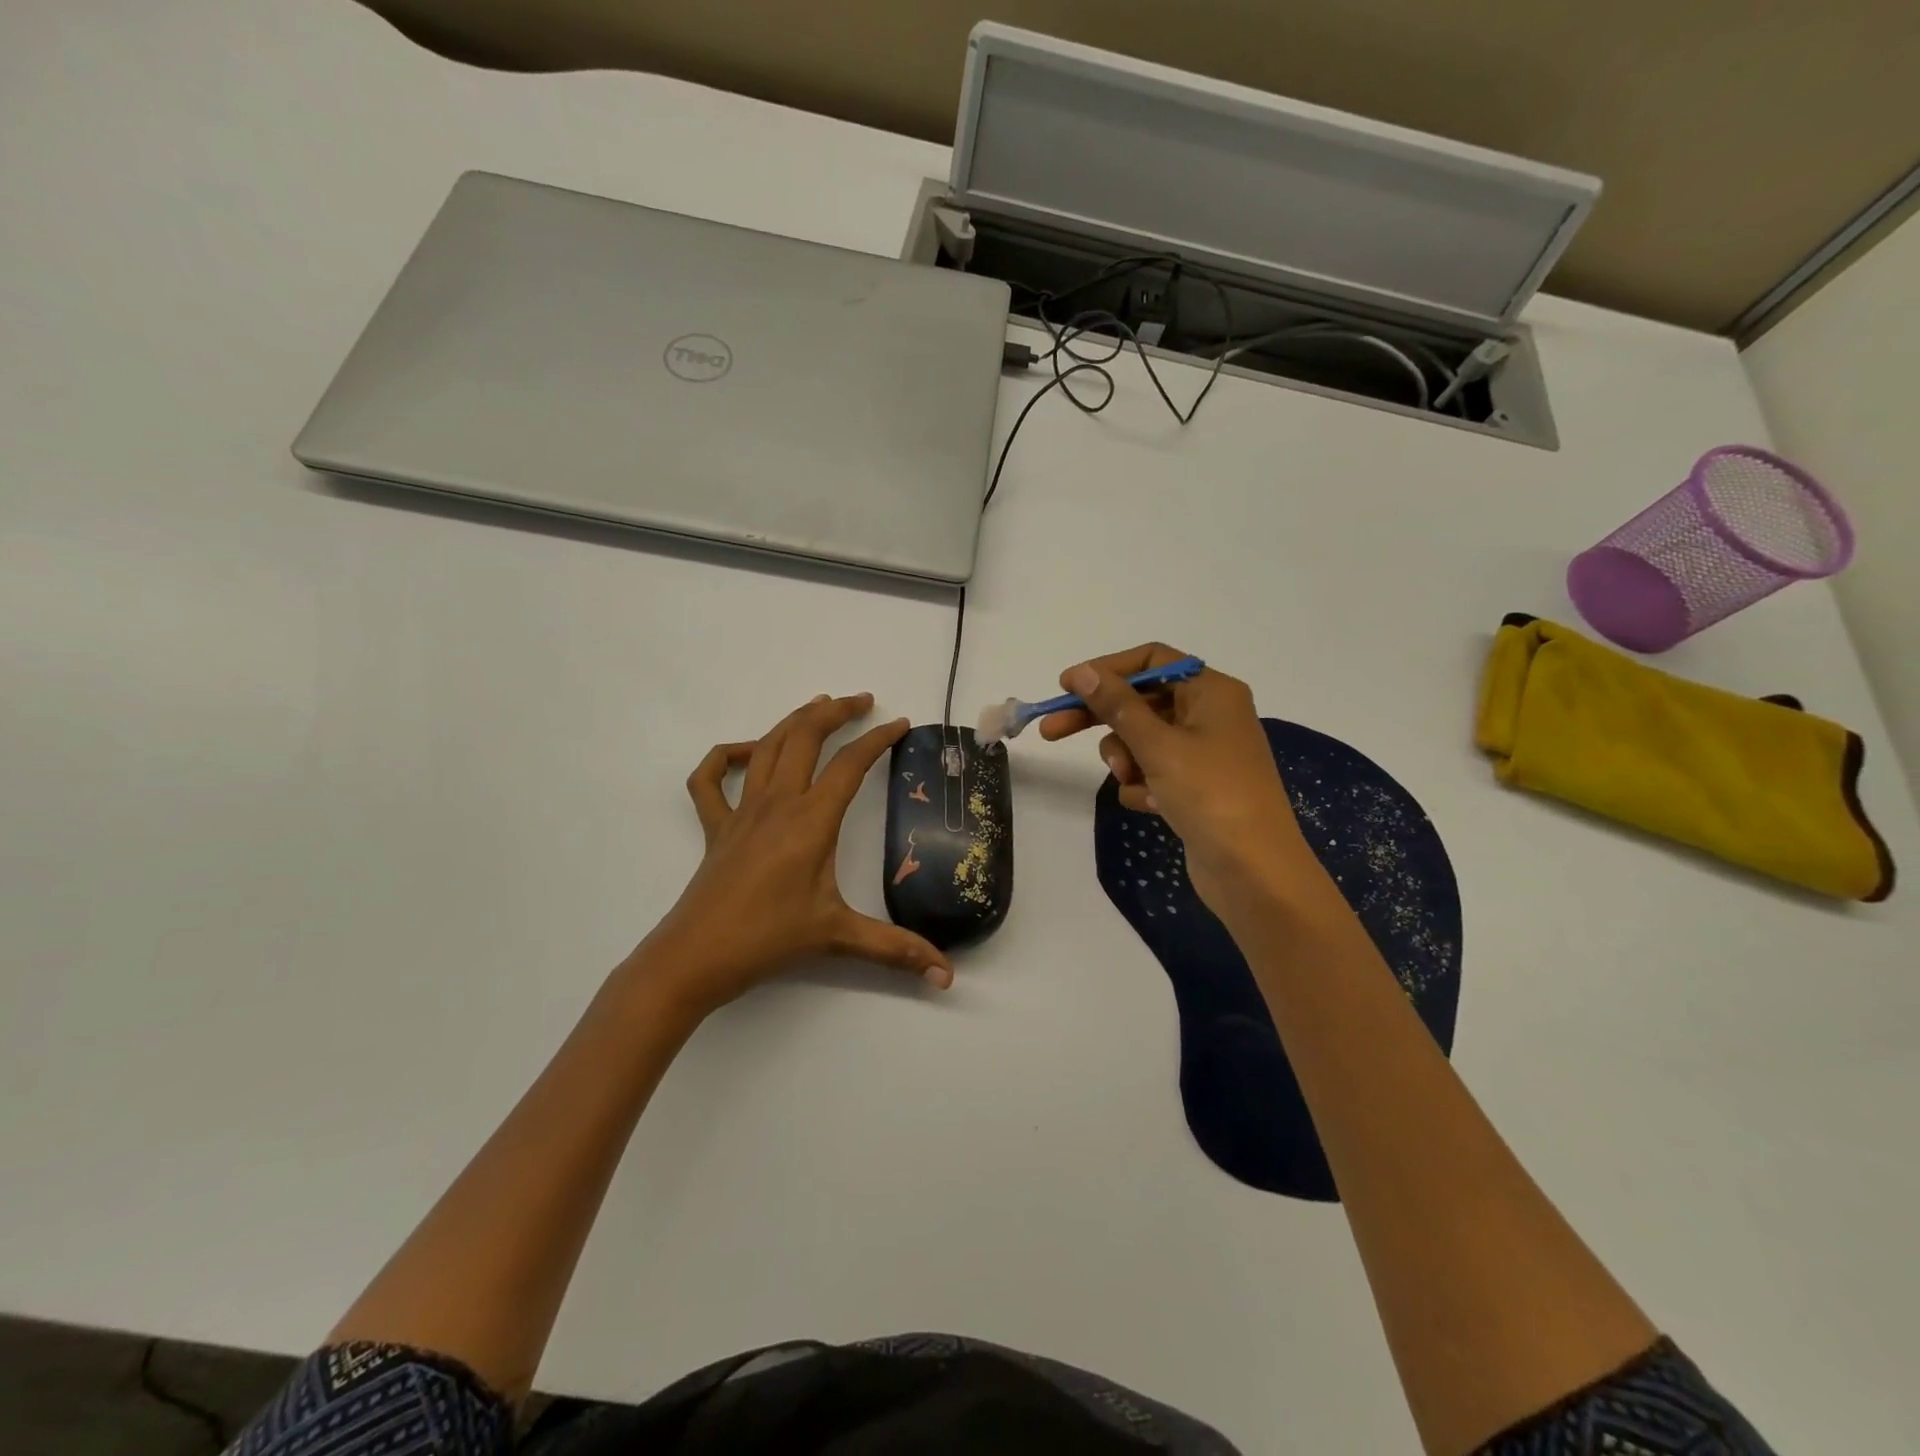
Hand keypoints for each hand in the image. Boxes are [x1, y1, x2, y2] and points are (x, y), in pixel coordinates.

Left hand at [640, 693, 954, 1020]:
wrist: (695, 958)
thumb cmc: (768, 940)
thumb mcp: (838, 937)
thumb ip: (896, 950)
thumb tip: (946, 975)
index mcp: (810, 820)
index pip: (850, 765)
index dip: (878, 739)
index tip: (900, 723)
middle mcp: (776, 803)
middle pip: (805, 737)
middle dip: (836, 712)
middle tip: (862, 701)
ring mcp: (741, 810)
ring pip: (767, 746)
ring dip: (794, 720)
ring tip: (819, 706)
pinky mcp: (715, 826)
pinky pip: (711, 778)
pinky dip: (728, 756)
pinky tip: (748, 753)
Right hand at [1038, 644, 1314, 913]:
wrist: (1254, 872)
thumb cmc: (1211, 796)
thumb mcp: (1158, 745)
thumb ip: (1117, 705)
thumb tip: (1082, 671)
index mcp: (1211, 692)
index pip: (1151, 661)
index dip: (1107, 670)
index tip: (1066, 687)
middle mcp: (1209, 715)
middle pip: (1141, 702)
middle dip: (1100, 719)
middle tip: (1052, 731)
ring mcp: (1203, 753)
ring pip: (1142, 740)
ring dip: (1126, 759)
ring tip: (1133, 782)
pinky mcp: (1195, 787)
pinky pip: (1153, 772)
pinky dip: (1143, 786)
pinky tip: (1151, 805)